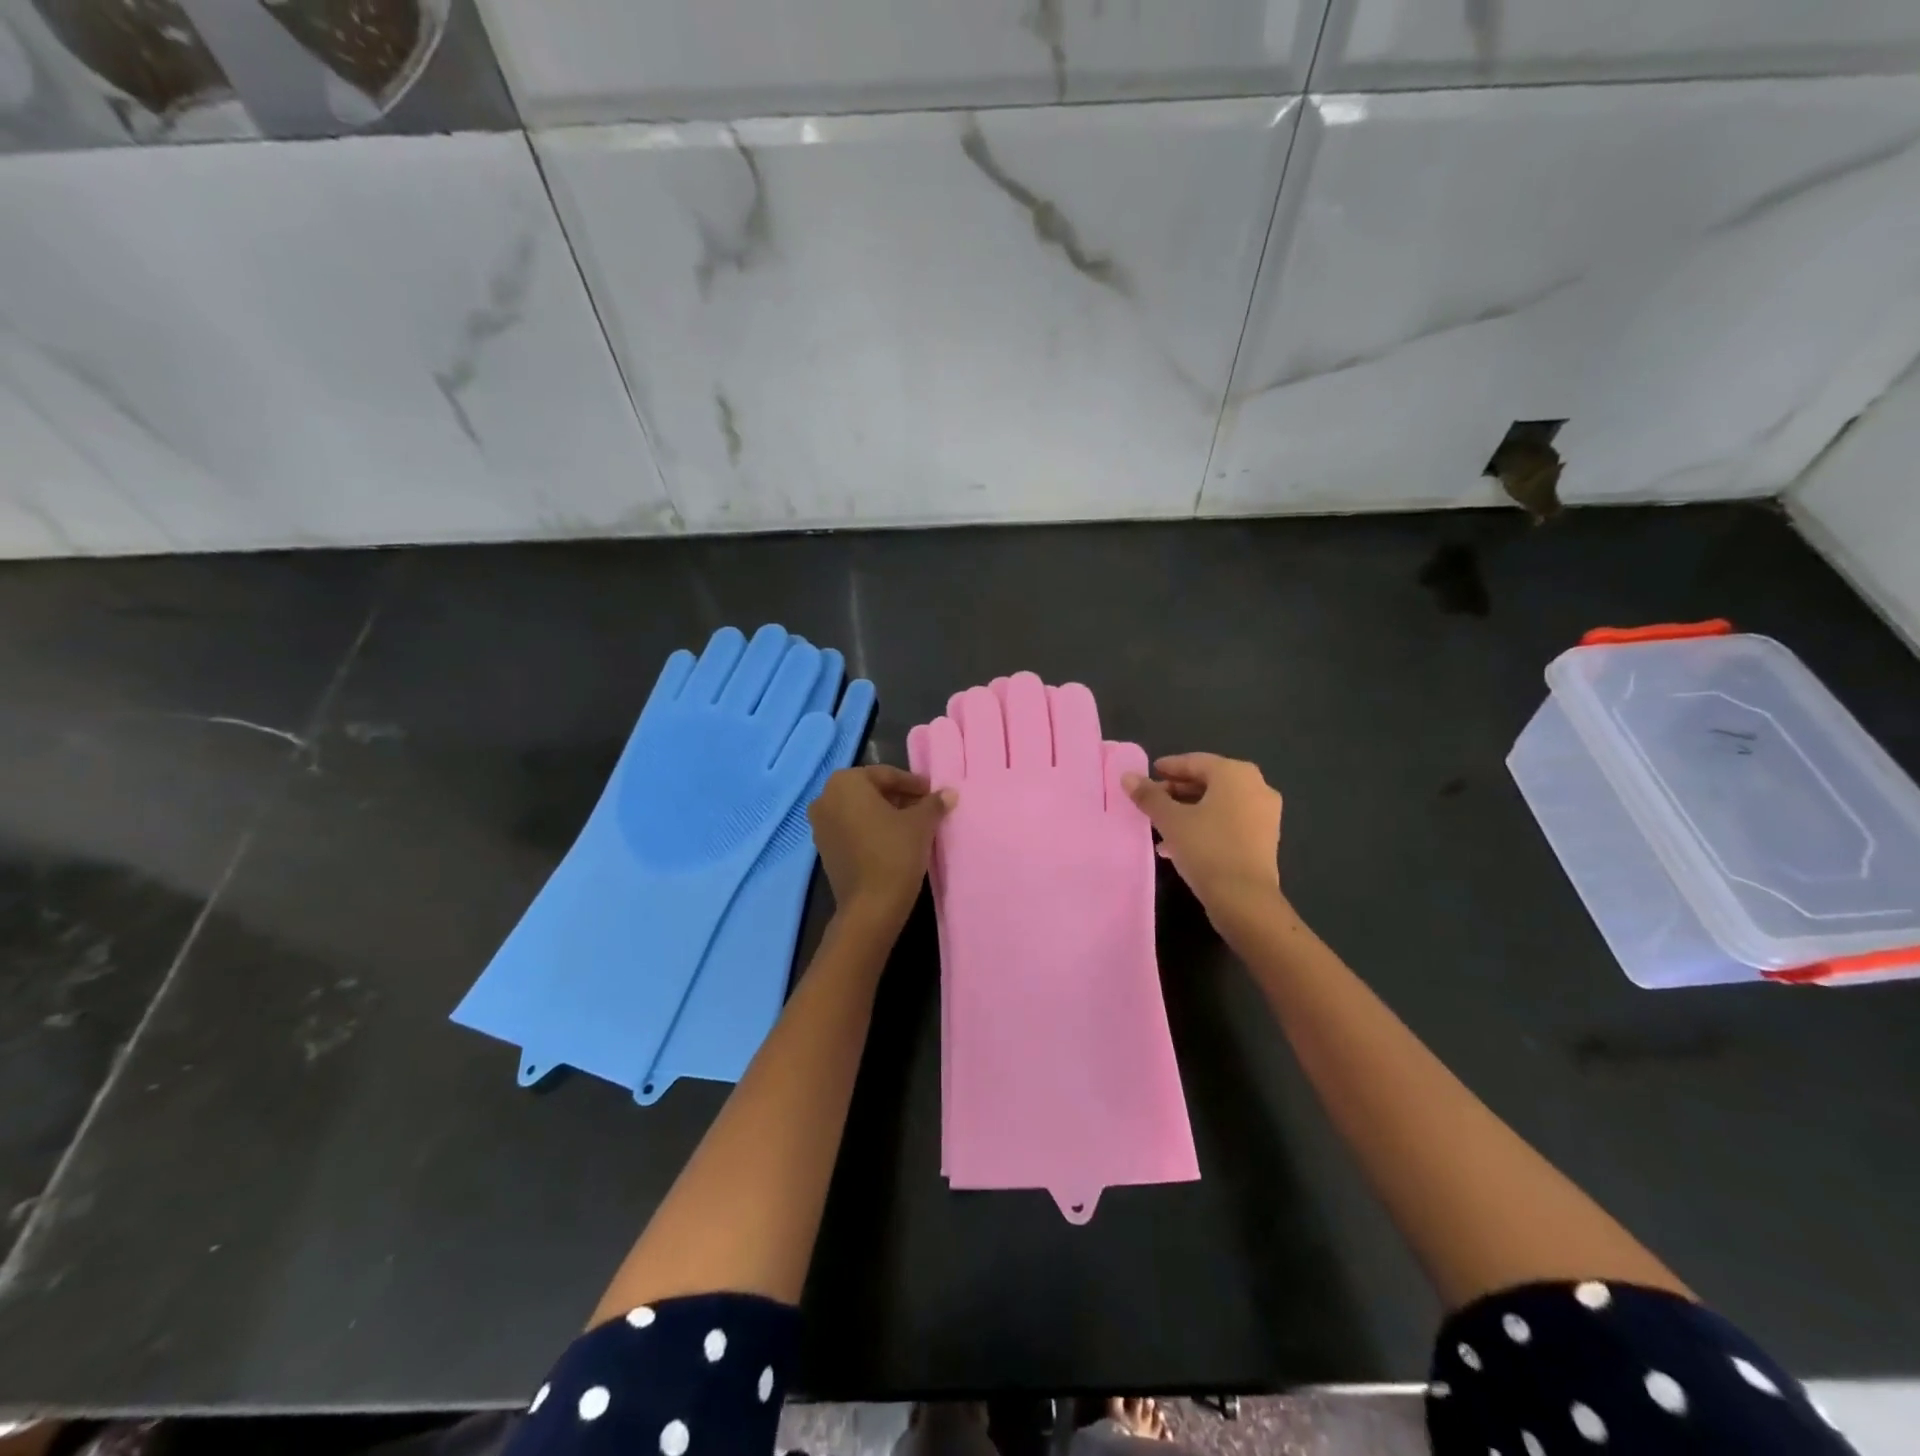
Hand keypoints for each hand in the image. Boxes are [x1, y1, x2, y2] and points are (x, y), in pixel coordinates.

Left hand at [809, 765, 953, 927]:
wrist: (871, 906)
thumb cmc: (895, 852)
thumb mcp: (921, 823)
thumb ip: (933, 803)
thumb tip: (949, 793)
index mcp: (845, 782)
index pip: (886, 775)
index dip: (913, 784)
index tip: (933, 794)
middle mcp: (825, 798)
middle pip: (870, 790)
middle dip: (898, 798)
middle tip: (925, 808)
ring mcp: (820, 825)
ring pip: (860, 810)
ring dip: (886, 814)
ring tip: (913, 825)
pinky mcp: (824, 849)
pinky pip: (851, 829)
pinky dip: (871, 829)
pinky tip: (894, 841)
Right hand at [1122, 753, 1282, 912]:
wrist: (1244, 899)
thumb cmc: (1206, 848)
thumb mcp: (1170, 820)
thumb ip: (1149, 796)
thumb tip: (1128, 777)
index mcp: (1235, 774)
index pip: (1195, 762)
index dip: (1169, 767)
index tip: (1148, 774)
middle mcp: (1256, 786)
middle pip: (1209, 781)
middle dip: (1177, 791)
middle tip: (1152, 800)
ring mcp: (1265, 814)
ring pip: (1218, 804)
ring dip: (1189, 810)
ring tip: (1161, 825)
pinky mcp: (1265, 838)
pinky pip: (1229, 821)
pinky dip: (1206, 825)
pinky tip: (1181, 843)